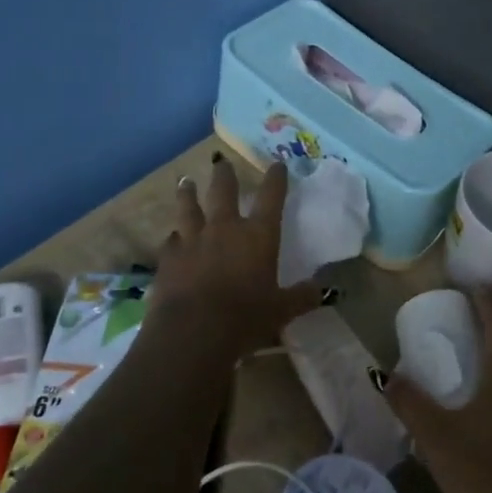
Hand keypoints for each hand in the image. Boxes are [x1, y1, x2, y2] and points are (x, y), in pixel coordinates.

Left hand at [151, 155, 320, 356]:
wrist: (194, 330)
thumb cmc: (245, 318)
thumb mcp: (282, 311)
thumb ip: (301, 297)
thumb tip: (322, 290)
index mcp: (258, 236)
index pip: (272, 198)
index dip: (276, 179)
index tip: (277, 164)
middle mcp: (225, 228)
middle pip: (224, 191)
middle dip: (224, 174)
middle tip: (221, 162)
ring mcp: (193, 239)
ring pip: (189, 206)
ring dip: (188, 193)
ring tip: (186, 182)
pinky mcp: (169, 257)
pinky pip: (171, 239)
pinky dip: (174, 237)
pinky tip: (172, 237)